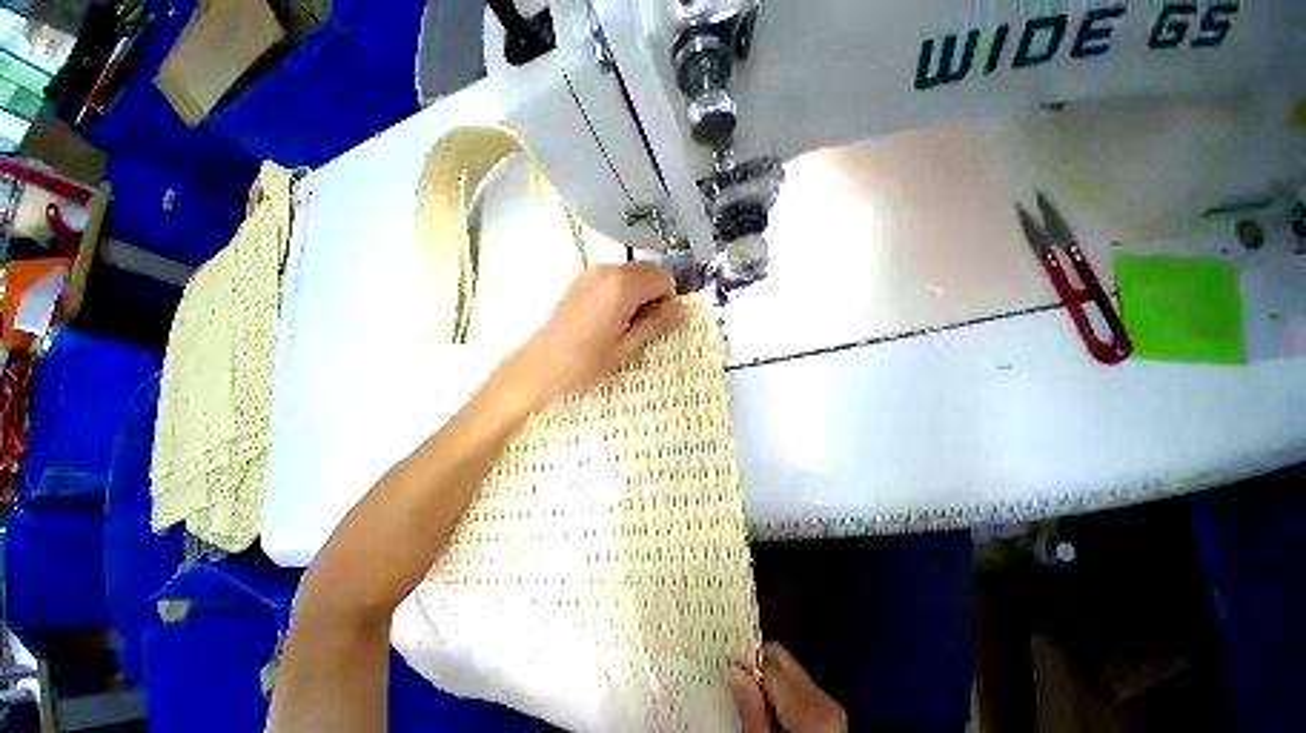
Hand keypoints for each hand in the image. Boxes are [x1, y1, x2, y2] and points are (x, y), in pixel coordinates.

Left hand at [491, 263, 682, 412]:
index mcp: (622, 287)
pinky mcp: (582, 278)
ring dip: (639, 291)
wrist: (541, 365)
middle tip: (645, 323)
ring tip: (626, 321)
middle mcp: (608, 270)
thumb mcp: (627, 346)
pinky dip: (623, 289)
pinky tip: (612, 315)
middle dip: (655, 293)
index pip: (663, 279)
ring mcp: (592, 271)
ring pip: (632, 272)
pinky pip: (615, 275)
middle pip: (649, 270)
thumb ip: (657, 322)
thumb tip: (684, 309)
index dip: (668, 299)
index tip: (659, 321)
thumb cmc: (586, 362)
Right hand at [730, 643, 847, 732]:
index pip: (770, 662)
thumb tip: (736, 670)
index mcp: (810, 709)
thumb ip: (753, 711)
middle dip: (760, 666)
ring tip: (755, 698)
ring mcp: (830, 705)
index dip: (747, 662)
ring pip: (791, 671)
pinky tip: (773, 708)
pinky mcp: (831, 712)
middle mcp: (824, 699)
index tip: (729, 668)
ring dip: (771, 679)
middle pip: (782, 660)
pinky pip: (801, 687)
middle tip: (739, 679)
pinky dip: (784, 692)